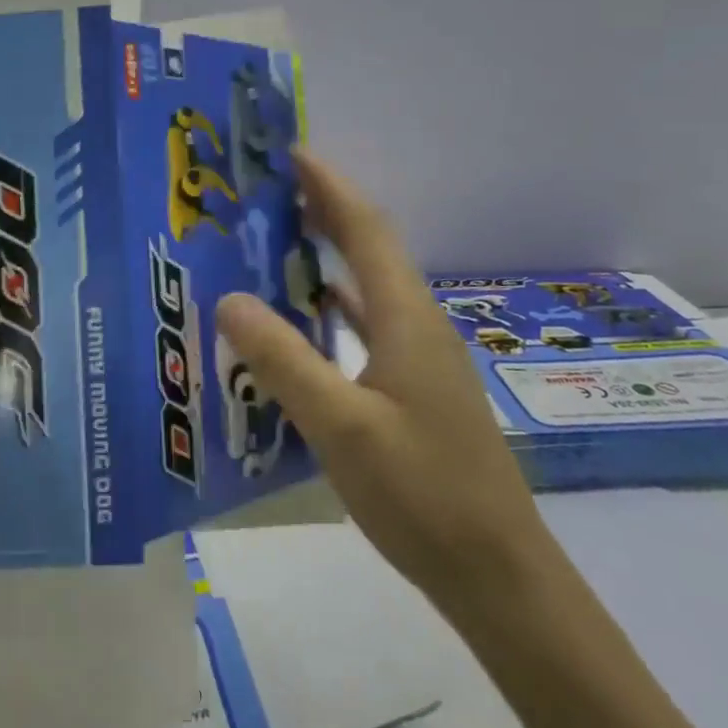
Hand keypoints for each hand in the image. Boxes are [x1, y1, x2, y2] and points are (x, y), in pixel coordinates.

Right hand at [216, 150, 549, 616]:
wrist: (497, 574)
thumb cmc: (421, 492)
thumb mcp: (340, 425)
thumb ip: (283, 360)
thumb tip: (229, 298)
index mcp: (405, 317)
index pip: (365, 229)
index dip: (330, 186)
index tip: (292, 153)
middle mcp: (416, 324)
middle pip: (370, 249)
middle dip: (325, 211)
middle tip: (271, 192)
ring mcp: (420, 358)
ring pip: (368, 287)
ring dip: (327, 258)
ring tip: (275, 244)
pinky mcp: (415, 389)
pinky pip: (367, 325)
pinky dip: (333, 308)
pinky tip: (305, 321)